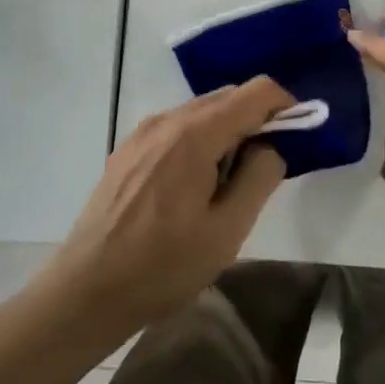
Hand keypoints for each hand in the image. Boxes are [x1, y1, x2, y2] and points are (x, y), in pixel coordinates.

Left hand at [44, 77, 294, 334]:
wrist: (85, 291)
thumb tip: (270, 147)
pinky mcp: (128, 150)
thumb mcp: (226, 231)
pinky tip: (195, 186)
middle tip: (267, 167)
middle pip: (228, 96)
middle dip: (257, 120)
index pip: (256, 92)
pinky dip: (201, 140)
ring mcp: (143, 132)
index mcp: (195, 134)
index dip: (285, 106)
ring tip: (230, 183)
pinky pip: (178, 128)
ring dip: (228, 132)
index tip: (298, 137)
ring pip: (202, 111)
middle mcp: (167, 120)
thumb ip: (258, 178)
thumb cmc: (162, 266)